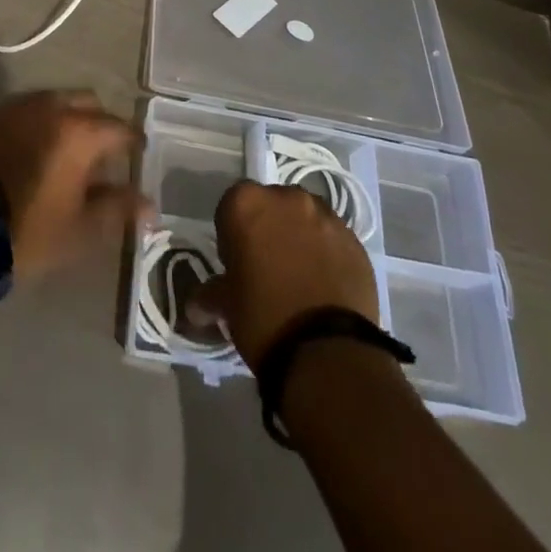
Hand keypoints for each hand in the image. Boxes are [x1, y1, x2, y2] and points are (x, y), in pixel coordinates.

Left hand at [0, 90, 147, 282]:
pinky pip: (27, 110)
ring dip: (68, 118)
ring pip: (55, 101)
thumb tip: (150, 205)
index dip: (133, 143)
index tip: (137, 156)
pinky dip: (39, 123)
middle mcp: (51, 107)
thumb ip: (119, 209)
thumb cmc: (29, 231)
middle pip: (88, 103)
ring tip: (68, 151)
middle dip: (100, 122)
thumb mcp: (81, 229)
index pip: (120, 128)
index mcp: (79, 131)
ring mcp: (18, 108)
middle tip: (103, 153)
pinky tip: (36, 149)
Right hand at [189, 181, 378, 367]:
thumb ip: (209, 295)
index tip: (237, 263)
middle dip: (269, 228)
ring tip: (301, 277)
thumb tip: (194, 307)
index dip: (232, 234)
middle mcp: (287, 197)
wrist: (328, 353)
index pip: (231, 206)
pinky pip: (333, 238)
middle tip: (268, 267)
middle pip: (272, 206)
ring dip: (300, 237)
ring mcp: (325, 216)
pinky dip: (327, 253)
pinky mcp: (356, 240)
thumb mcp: (227, 306)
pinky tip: (325, 285)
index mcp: (247, 202)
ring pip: (305, 218)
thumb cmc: (264, 317)